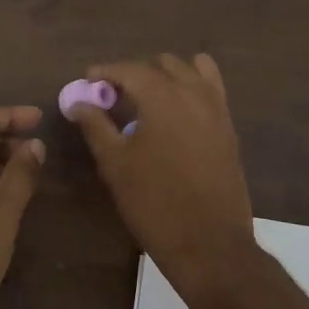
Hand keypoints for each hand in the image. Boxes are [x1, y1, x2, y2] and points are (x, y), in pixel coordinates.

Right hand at [68, 54, 255, 297]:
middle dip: (136, 72)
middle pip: (163, 65)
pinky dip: (192, 87)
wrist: (209, 243)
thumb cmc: (154, 203)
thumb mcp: (115, 164)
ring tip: (147, 98)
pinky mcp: (229, 128)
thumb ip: (95, 126)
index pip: (130, 69)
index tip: (88, 79)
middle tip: (115, 94)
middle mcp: (194, 93)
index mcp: (163, 97)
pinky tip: (176, 110)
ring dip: (167, 75)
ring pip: (192, 71)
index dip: (106, 71)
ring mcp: (217, 109)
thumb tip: (79, 102)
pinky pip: (211, 90)